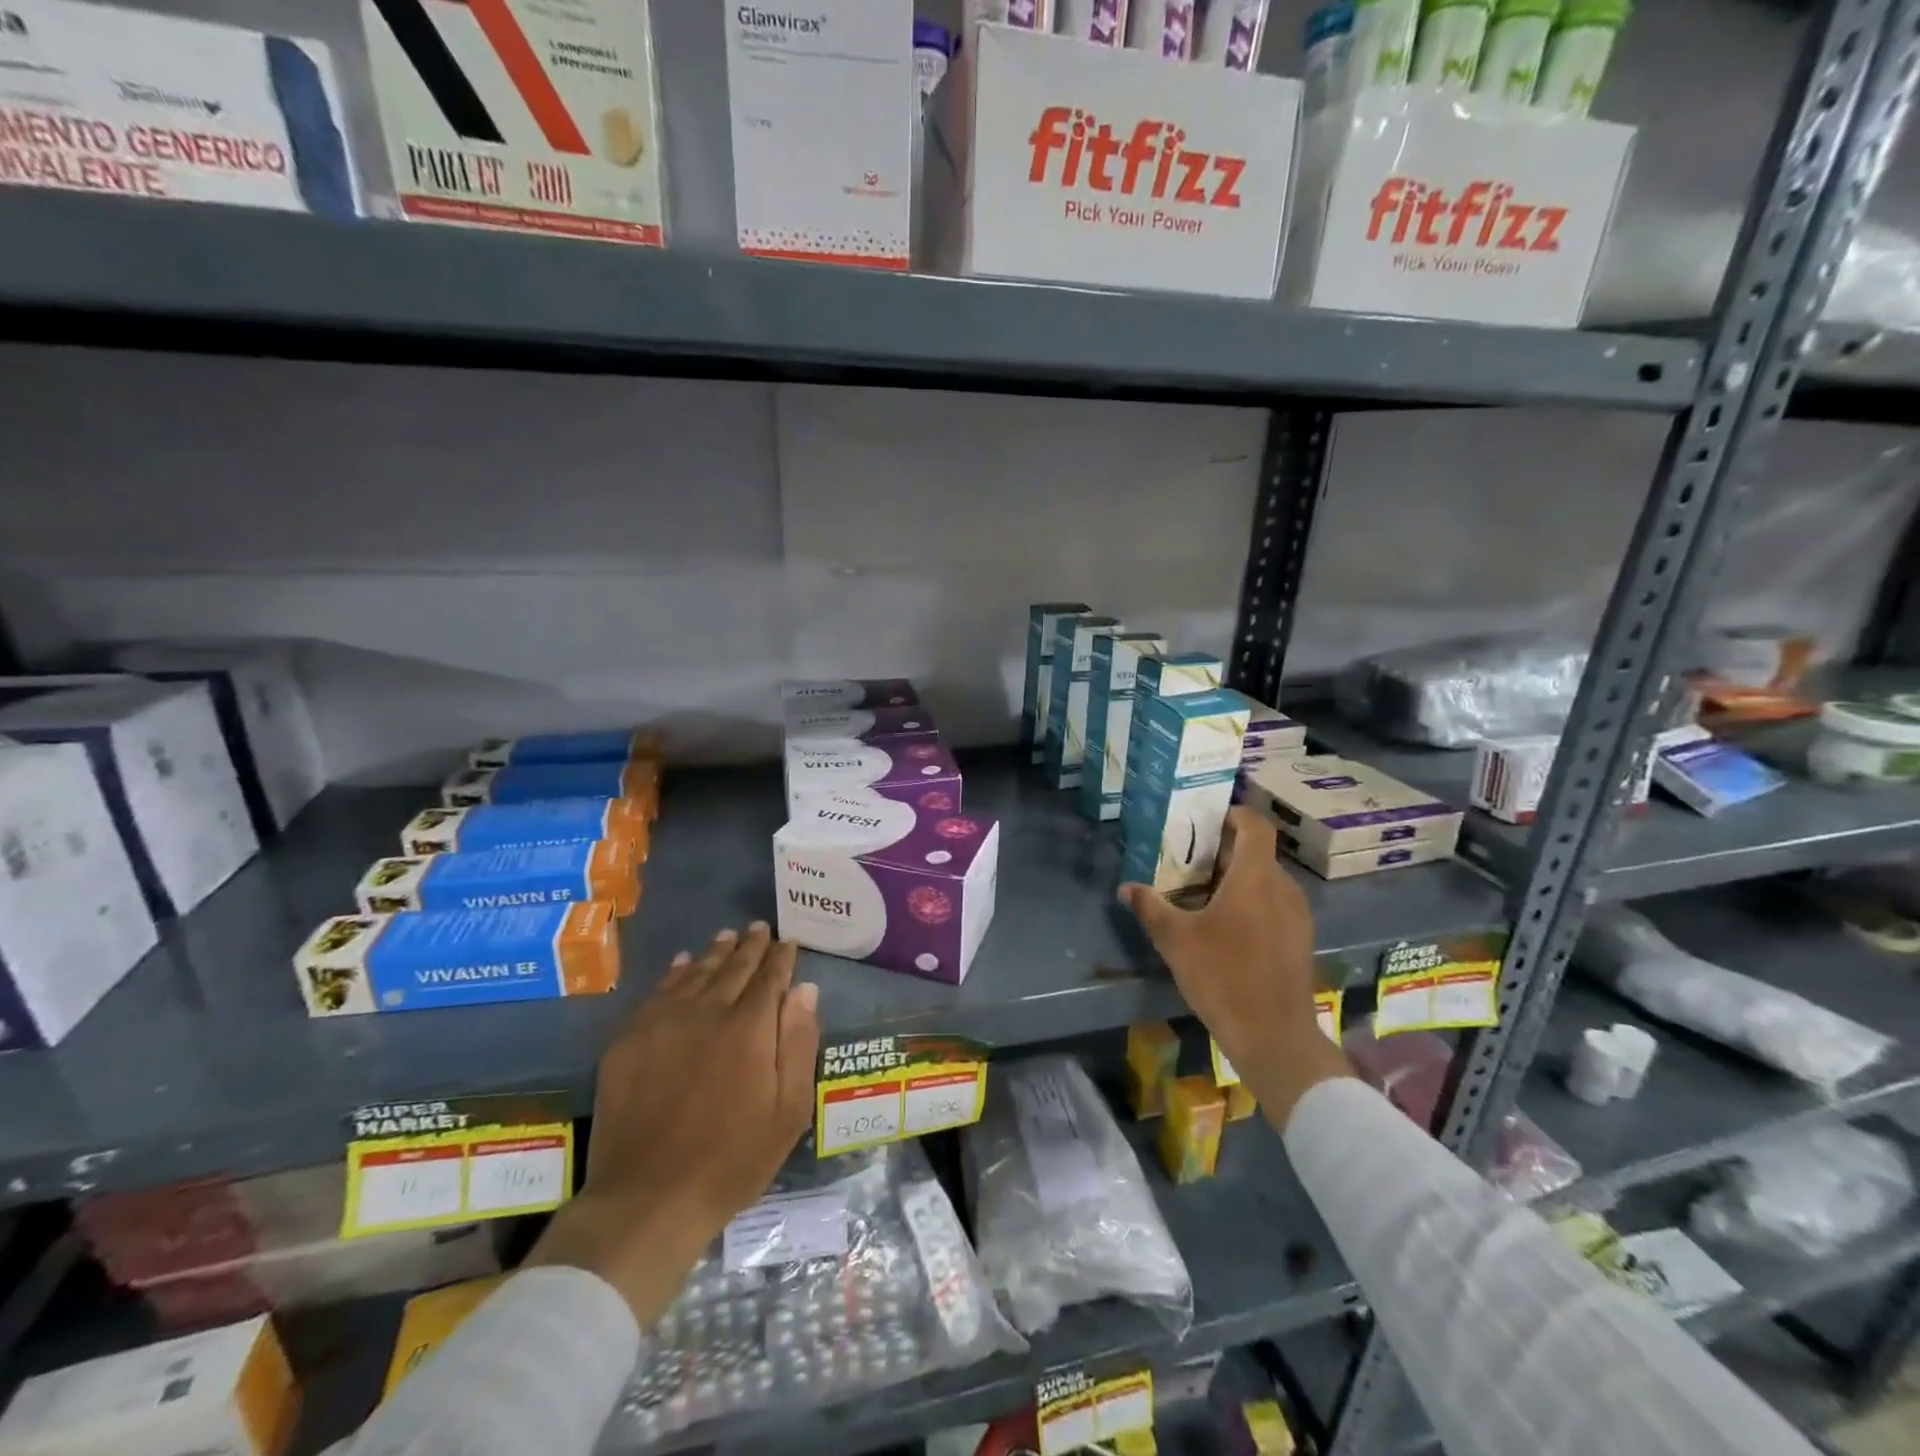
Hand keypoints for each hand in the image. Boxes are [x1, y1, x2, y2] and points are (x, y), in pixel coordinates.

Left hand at [528, 924, 819, 1323]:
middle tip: (759, 928)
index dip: (781, 957)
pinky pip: (658, 992)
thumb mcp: (788, 1110)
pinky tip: (682, 964)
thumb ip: (799, 1043)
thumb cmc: (732, 1159)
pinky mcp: (629, 1039)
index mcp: (750, 1027)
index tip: (788, 941)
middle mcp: (708, 1011)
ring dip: (715, 953)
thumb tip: (805, 989)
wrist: (647, 1199)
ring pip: (696, 973)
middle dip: (750, 945)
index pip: (770, 977)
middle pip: (733, 967)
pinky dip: (675, 972)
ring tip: (727, 937)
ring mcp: (663, 1022)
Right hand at [1118, 806, 1350, 1126]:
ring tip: (1205, 892)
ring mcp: (1297, 915)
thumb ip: (1150, 907)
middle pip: (1258, 852)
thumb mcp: (1176, 940)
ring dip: (1239, 877)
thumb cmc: (1223, 976)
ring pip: (1267, 880)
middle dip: (1226, 849)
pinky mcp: (1300, 940)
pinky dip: (1253, 901)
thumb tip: (1126, 888)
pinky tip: (1228, 926)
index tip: (1208, 818)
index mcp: (1255, 877)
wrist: (1273, 1036)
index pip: (1255, 825)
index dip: (1234, 814)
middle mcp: (1283, 888)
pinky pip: (1275, 903)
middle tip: (1192, 858)